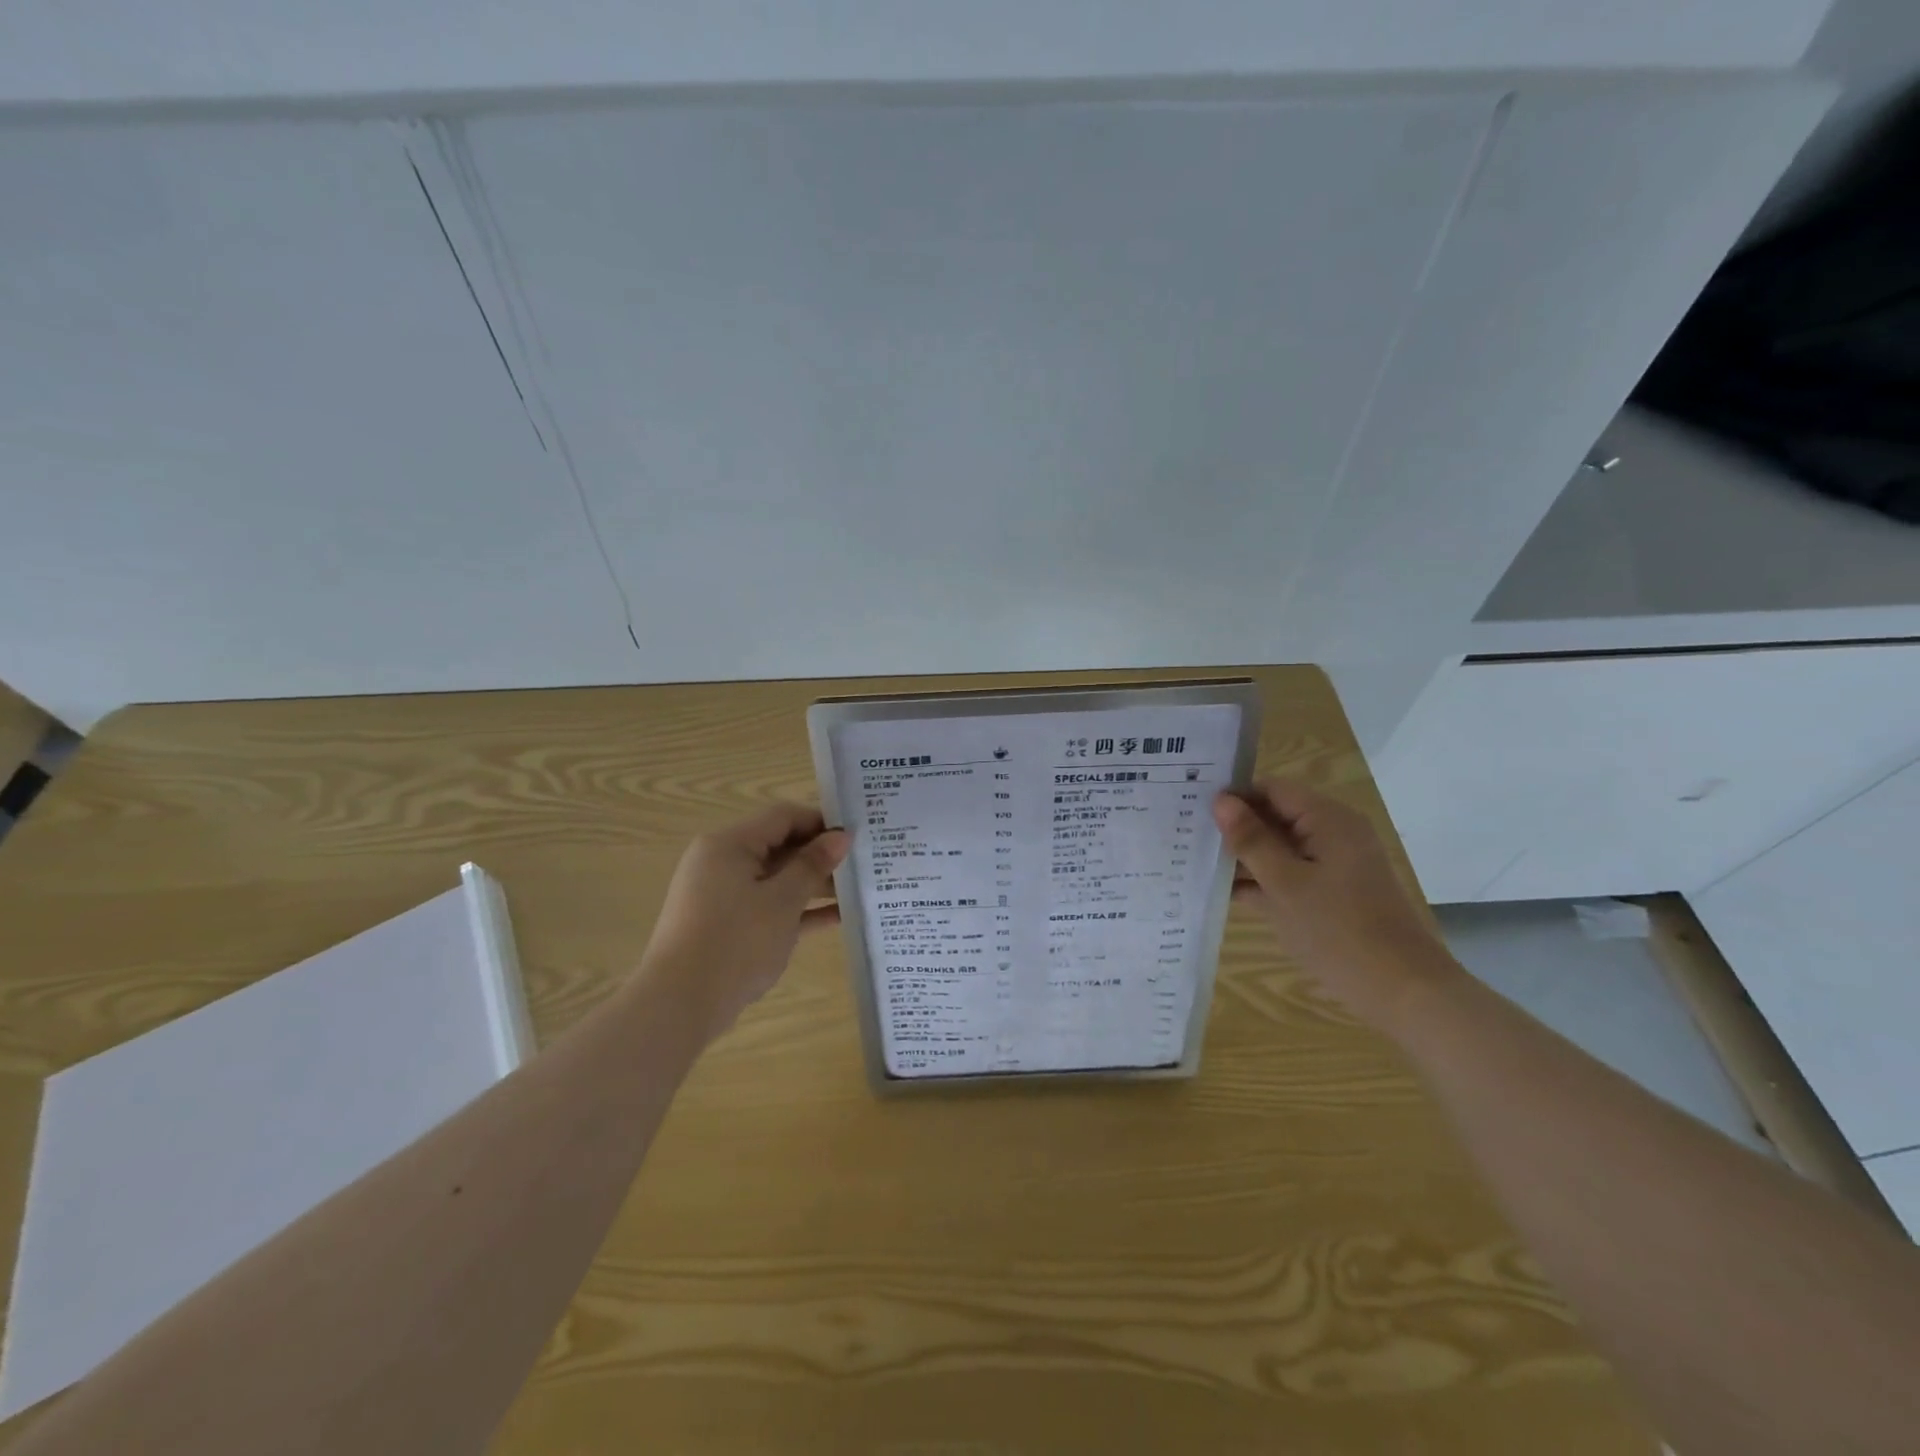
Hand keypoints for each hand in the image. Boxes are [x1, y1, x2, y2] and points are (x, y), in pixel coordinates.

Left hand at [640, 804, 848, 1041]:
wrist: (679, 1005)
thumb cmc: (735, 941)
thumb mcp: (782, 900)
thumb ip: (813, 865)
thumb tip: (841, 836)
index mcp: (729, 844)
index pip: (783, 817)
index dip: (822, 822)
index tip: (858, 836)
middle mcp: (722, 862)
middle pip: (780, 846)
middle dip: (820, 855)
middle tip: (863, 864)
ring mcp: (722, 895)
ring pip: (776, 878)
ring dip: (813, 884)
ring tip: (858, 891)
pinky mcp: (727, 925)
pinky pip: (768, 906)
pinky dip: (797, 909)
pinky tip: (837, 918)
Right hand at [1214, 778, 1460, 1033]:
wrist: (1403, 992)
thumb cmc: (1339, 931)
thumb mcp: (1285, 884)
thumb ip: (1251, 840)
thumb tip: (1220, 801)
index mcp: (1328, 820)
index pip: (1272, 789)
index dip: (1233, 795)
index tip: (1190, 805)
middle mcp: (1332, 834)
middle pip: (1275, 816)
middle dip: (1234, 826)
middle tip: (1185, 833)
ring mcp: (1332, 866)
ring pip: (1278, 848)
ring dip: (1243, 856)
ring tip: (1193, 860)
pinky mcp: (1330, 894)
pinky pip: (1288, 875)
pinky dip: (1260, 881)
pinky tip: (1221, 892)